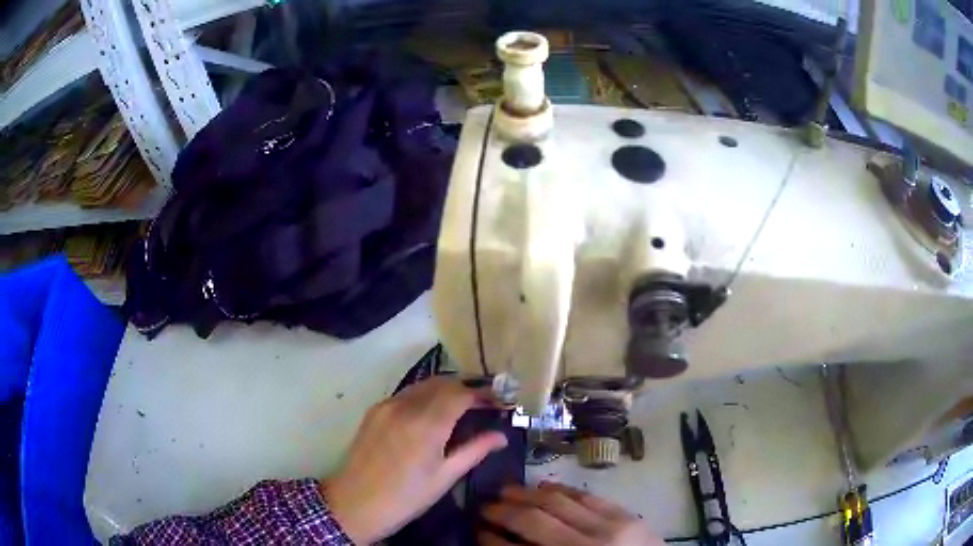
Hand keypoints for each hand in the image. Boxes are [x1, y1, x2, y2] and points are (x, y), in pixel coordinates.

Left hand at [321, 377, 507, 543]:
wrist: (355, 503)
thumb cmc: (406, 497)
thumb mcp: (445, 477)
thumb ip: (474, 450)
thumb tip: (501, 436)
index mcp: (427, 424)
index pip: (461, 393)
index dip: (483, 394)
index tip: (498, 402)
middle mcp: (406, 406)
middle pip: (442, 383)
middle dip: (465, 389)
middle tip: (482, 404)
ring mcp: (386, 405)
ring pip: (422, 385)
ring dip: (444, 390)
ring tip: (460, 408)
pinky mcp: (374, 410)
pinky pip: (405, 394)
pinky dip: (424, 397)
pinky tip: (430, 415)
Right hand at [479, 482, 663, 545]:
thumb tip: (505, 545)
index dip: (492, 539)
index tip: (478, 530)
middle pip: (535, 521)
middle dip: (504, 511)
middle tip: (486, 506)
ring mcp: (609, 527)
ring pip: (559, 502)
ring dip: (528, 493)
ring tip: (507, 490)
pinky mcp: (627, 516)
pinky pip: (588, 497)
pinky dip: (564, 489)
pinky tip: (547, 485)